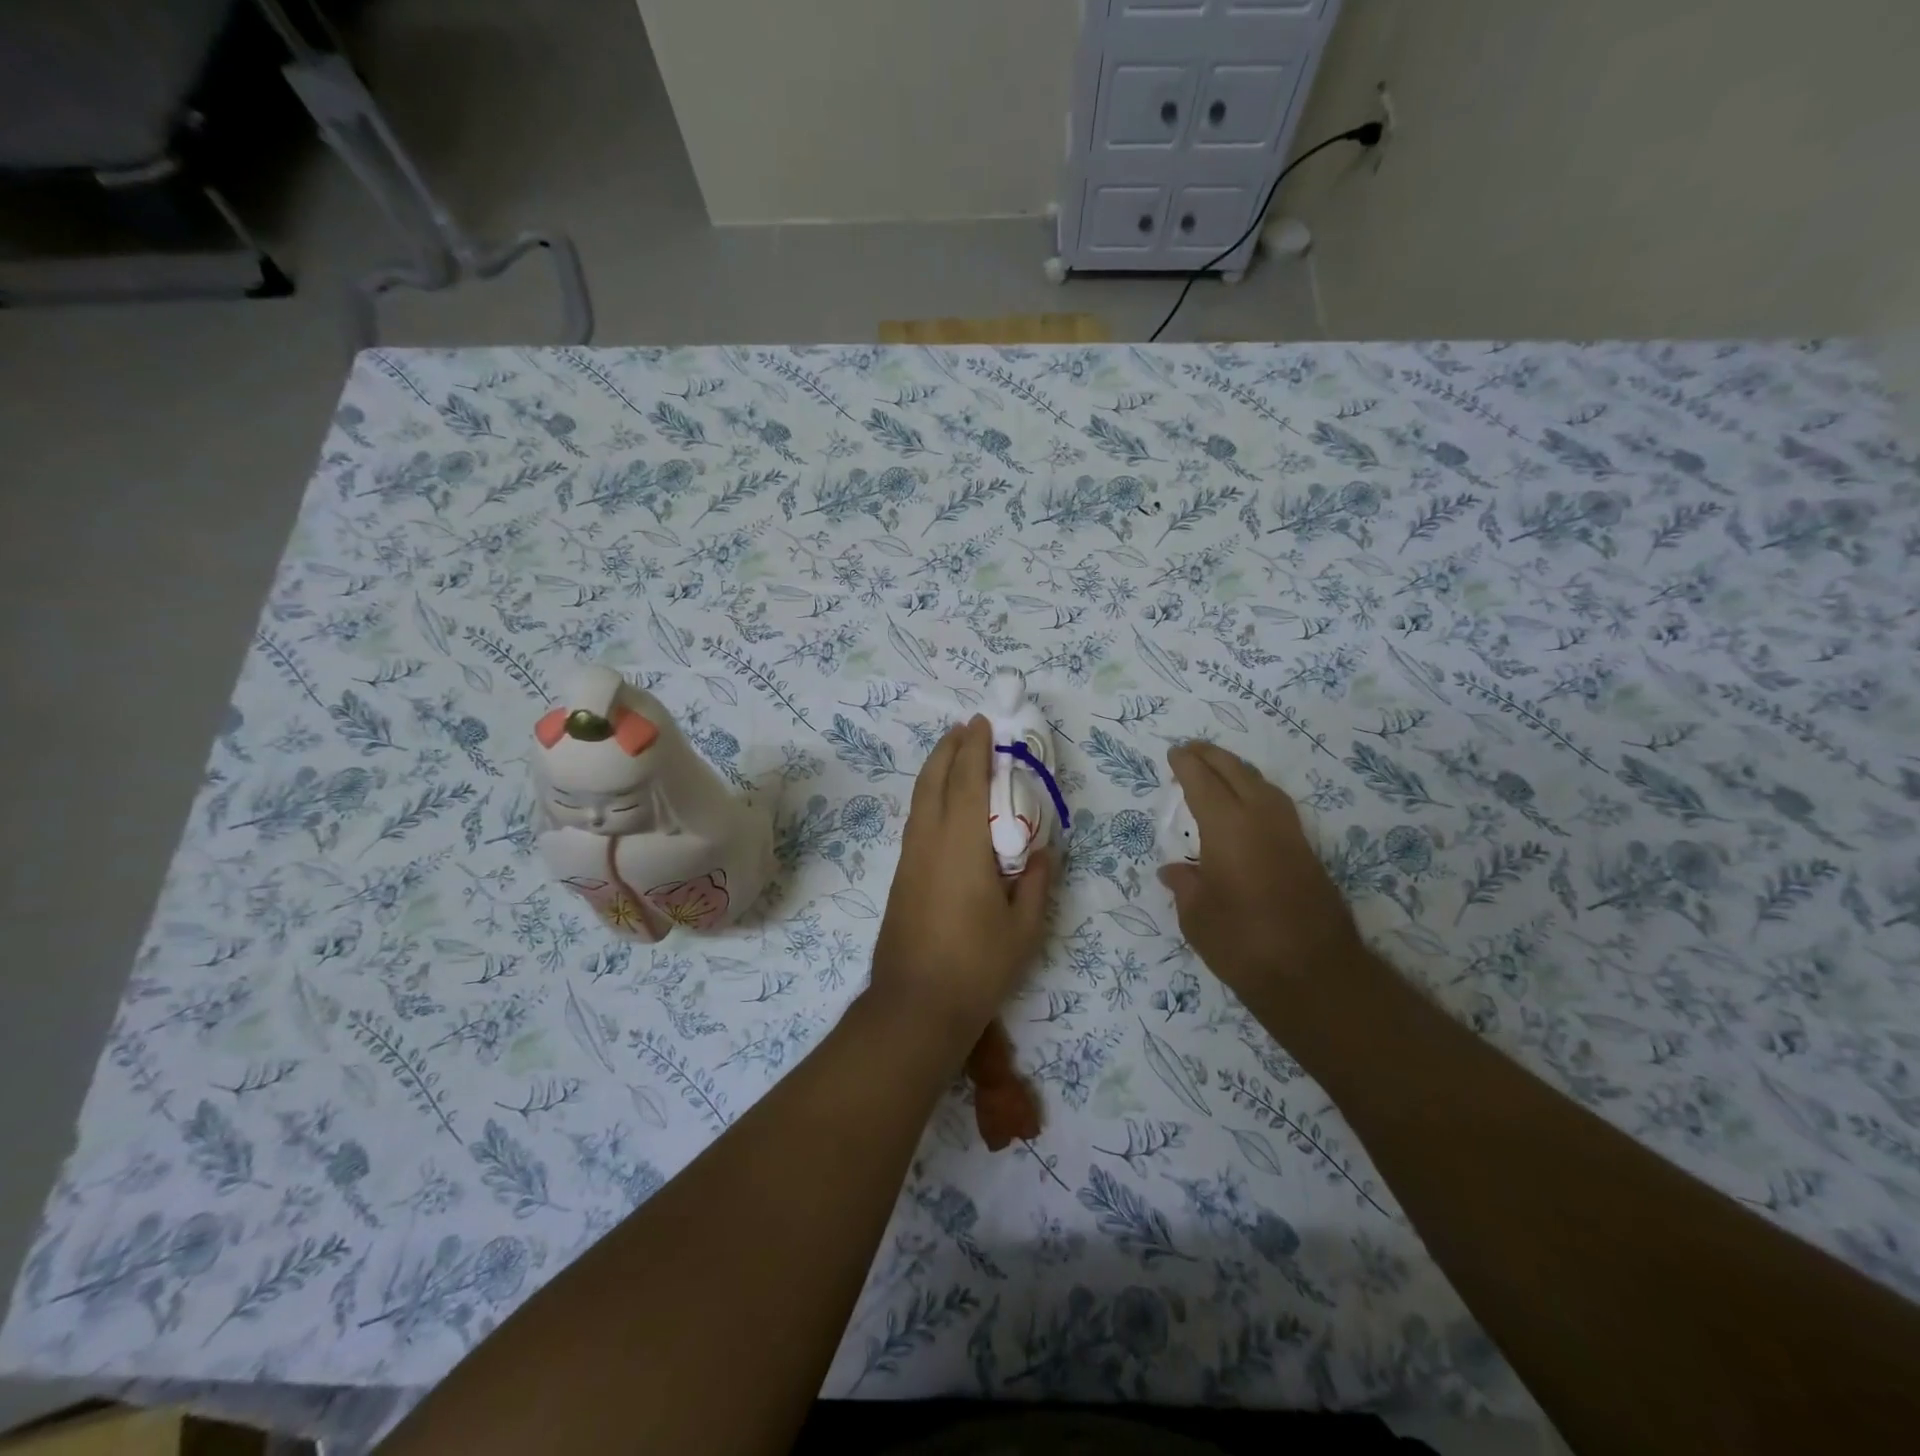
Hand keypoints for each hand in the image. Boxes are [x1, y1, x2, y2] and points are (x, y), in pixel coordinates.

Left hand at [868, 716, 1053, 1046]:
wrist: (914, 1005)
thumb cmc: (976, 966)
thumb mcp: (1024, 928)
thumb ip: (1036, 883)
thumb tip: (1040, 852)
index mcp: (961, 844)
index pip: (965, 780)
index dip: (974, 747)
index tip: (982, 722)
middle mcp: (928, 841)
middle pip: (932, 780)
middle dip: (947, 749)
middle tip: (965, 729)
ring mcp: (909, 858)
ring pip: (918, 799)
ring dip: (935, 771)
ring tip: (953, 756)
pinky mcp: (901, 876)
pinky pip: (916, 820)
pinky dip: (929, 797)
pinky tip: (943, 806)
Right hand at [1159, 742, 1367, 1008]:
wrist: (1313, 974)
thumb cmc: (1242, 942)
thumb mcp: (1197, 916)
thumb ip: (1185, 886)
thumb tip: (1175, 871)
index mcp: (1227, 827)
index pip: (1203, 782)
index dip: (1187, 765)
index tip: (1175, 753)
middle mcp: (1261, 819)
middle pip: (1236, 773)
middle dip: (1213, 757)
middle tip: (1193, 749)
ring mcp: (1289, 834)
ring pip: (1263, 785)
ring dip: (1238, 771)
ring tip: (1219, 770)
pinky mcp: (1307, 852)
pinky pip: (1277, 805)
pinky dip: (1257, 792)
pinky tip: (1249, 805)